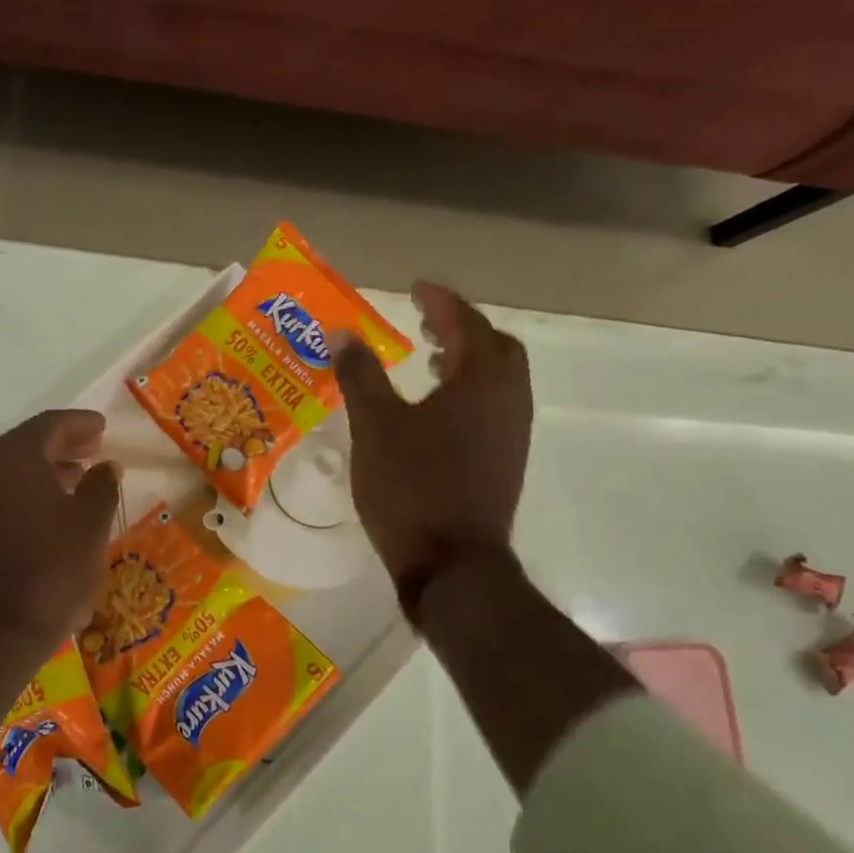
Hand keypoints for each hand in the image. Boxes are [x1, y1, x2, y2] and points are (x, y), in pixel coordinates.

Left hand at [0, 410, 120, 660]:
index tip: (103, 426)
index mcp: (12, 458)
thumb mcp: (89, 527)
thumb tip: (107, 466)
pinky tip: (51, 513)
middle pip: (26, 445)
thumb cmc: (49, 573)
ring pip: (10, 472)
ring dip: (45, 471)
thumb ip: (101, 488)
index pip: (49, 425)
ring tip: (78, 479)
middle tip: (94, 448)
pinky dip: (26, 494)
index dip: (80, 423)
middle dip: (62, 445)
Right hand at [333, 282, 532, 587]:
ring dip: (467, 361)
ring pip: (499, 379)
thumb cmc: (411, 486)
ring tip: (428, 361)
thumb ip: (359, 374)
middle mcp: (508, 399)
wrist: (452, 564)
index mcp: (481, 380)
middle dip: (462, 328)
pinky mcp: (506, 461)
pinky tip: (435, 412)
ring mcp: (512, 433)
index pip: (466, 322)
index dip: (440, 301)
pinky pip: (494, 407)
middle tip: (426, 323)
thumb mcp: (374, 425)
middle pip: (495, 346)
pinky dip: (470, 392)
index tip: (415, 288)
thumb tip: (342, 332)